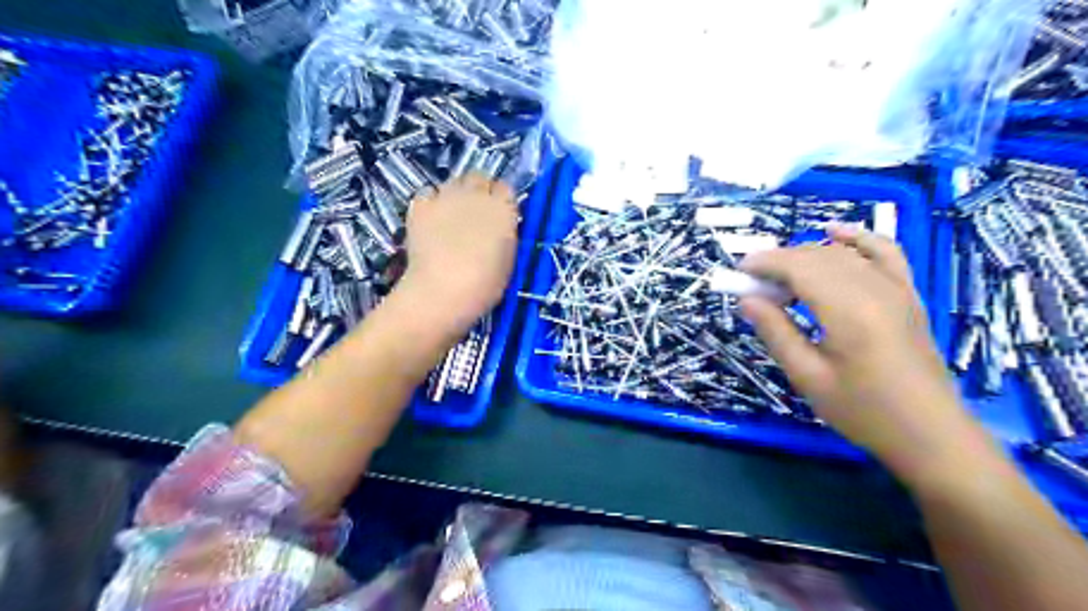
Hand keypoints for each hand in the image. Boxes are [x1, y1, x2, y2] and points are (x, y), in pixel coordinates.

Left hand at [399, 171, 516, 327]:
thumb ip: (504, 235)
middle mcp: (477, 195)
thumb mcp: (508, 260)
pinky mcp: (420, 205)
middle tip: (474, 212)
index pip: (506, 188)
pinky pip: (427, 193)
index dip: (501, 200)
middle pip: (479, 177)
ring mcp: (446, 197)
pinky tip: (430, 219)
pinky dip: (430, 202)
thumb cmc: (484, 285)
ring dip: (455, 194)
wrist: (441, 291)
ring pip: (453, 182)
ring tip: (451, 215)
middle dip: (478, 190)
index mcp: (504, 210)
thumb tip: (498, 228)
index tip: (498, 213)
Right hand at [743, 224, 991, 481]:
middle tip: (752, 284)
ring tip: (779, 277)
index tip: (738, 273)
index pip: (798, 267)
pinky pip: (884, 252)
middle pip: (817, 256)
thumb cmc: (863, 411)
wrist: (931, 434)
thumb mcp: (808, 376)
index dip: (764, 264)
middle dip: (779, 261)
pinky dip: (858, 238)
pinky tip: (835, 231)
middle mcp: (874, 288)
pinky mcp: (908, 295)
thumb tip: (746, 299)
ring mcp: (896, 288)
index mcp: (848, 310)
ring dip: (805, 256)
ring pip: (842, 254)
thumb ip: (776, 332)